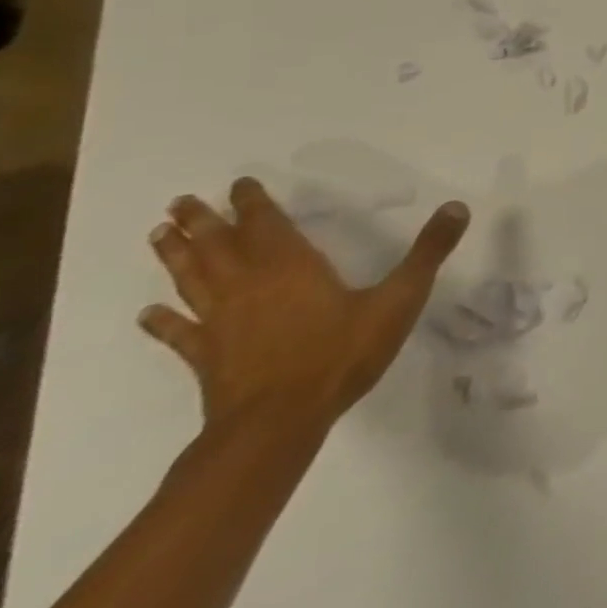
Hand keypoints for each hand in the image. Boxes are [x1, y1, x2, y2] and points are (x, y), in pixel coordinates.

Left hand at [140, 178, 470, 428]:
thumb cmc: (340, 354)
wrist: (278, 424)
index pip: (267, 226)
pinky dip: (164, 322)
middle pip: (221, 248)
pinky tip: (148, 314)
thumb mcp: (399, 298)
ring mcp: (224, 324)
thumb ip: (428, 252)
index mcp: (293, 268)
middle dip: (202, 223)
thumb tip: (457, 206)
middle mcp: (251, 287)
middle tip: (179, 202)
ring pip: (194, 281)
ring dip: (177, 258)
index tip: (238, 183)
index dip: (253, 204)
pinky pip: (182, 333)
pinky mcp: (209, 358)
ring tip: (159, 236)